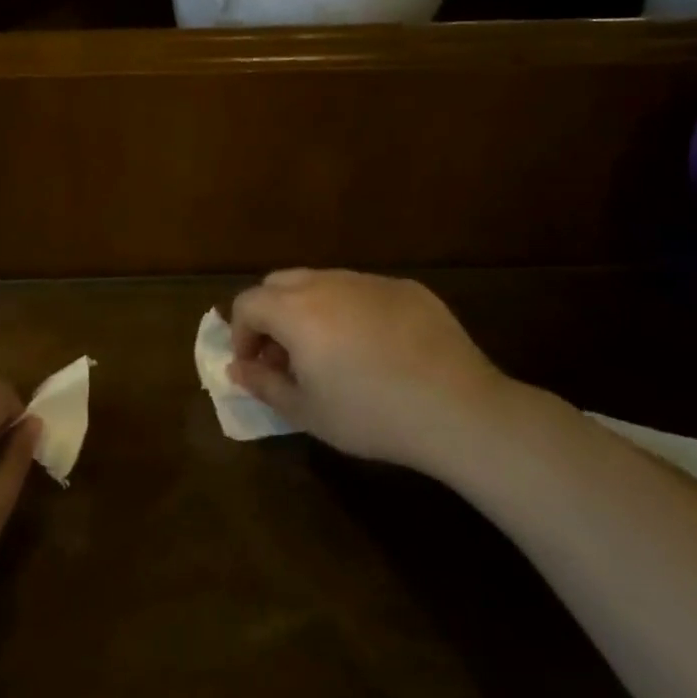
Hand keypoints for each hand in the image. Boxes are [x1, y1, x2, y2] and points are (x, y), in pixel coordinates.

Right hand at [228, 269, 529, 478]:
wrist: (459, 411)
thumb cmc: (371, 415)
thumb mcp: (306, 412)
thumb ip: (263, 384)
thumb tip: (237, 367)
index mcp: (296, 311)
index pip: (248, 303)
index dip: (241, 333)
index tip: (255, 365)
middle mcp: (329, 284)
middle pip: (279, 283)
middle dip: (270, 315)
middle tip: (285, 355)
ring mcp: (371, 282)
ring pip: (322, 282)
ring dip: (309, 309)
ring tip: (328, 351)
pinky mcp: (408, 289)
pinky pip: (363, 290)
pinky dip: (351, 310)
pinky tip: (374, 347)